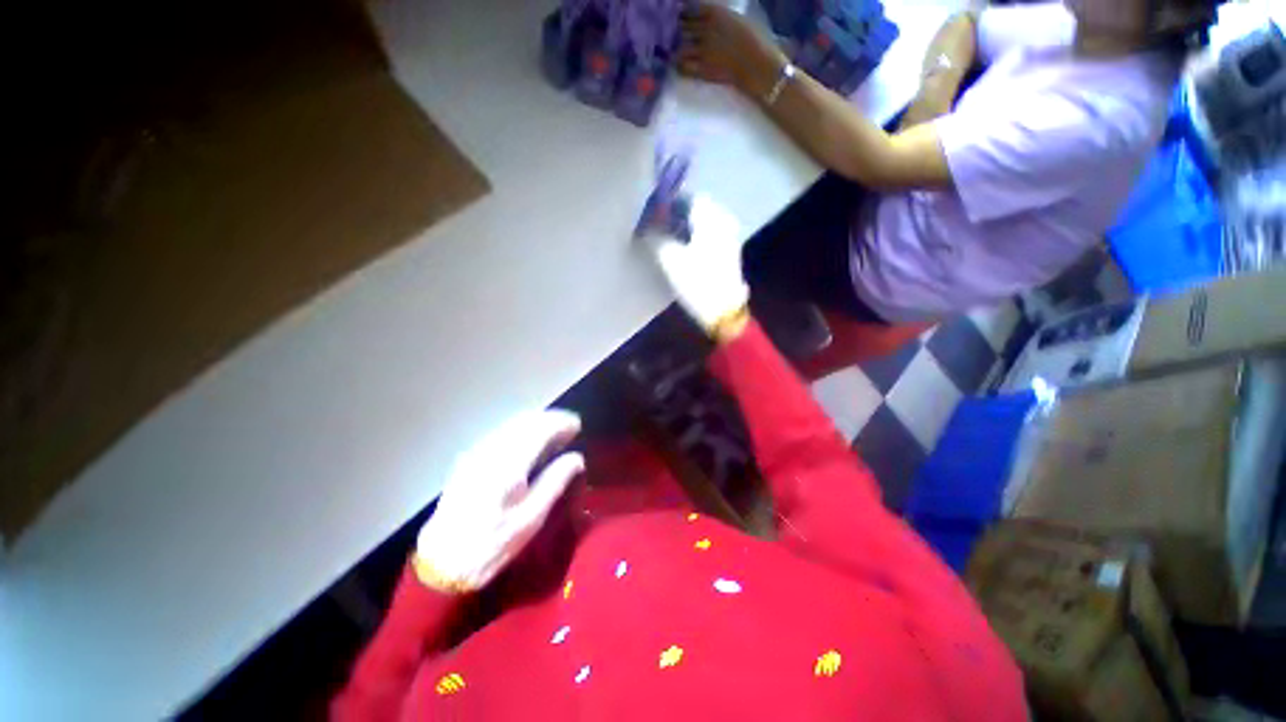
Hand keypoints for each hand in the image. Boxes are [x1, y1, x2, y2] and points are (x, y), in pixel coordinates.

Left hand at [415, 410, 584, 592]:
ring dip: (536, 423)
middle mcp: (492, 449)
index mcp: (509, 463)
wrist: (442, 562)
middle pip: (526, 420)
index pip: (541, 428)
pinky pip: (501, 433)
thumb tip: (577, 457)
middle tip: (569, 429)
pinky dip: (520, 431)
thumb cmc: (493, 543)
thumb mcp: (531, 518)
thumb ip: (556, 481)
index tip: (578, 427)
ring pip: (512, 424)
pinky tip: (528, 444)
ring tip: (553, 435)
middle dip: (550, 419)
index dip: (562, 422)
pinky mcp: (469, 458)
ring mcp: (477, 452)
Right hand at [651, 194, 749, 339]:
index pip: (690, 198)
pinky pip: (713, 234)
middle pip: (700, 209)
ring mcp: (730, 238)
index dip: (671, 203)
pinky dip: (699, 236)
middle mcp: (723, 222)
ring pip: (707, 222)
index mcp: (710, 219)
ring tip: (673, 238)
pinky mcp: (730, 253)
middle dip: (681, 214)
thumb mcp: (670, 259)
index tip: (657, 212)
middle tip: (663, 225)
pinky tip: (688, 249)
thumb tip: (648, 226)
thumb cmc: (696, 282)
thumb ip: (656, 238)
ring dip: (690, 226)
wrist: (723, 310)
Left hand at [678, 3, 785, 98]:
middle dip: (681, 32)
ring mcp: (703, 50)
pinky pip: (684, 67)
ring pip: (680, 47)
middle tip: (680, 37)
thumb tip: (709, 18)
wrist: (758, 65)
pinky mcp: (703, 70)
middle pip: (683, 27)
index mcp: (716, 13)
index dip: (685, 14)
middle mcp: (706, 29)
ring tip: (680, 53)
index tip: (683, 18)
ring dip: (679, 49)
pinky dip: (681, 66)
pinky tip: (683, 66)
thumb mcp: (736, 19)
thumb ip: (720, 18)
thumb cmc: (754, 41)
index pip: (690, 9)